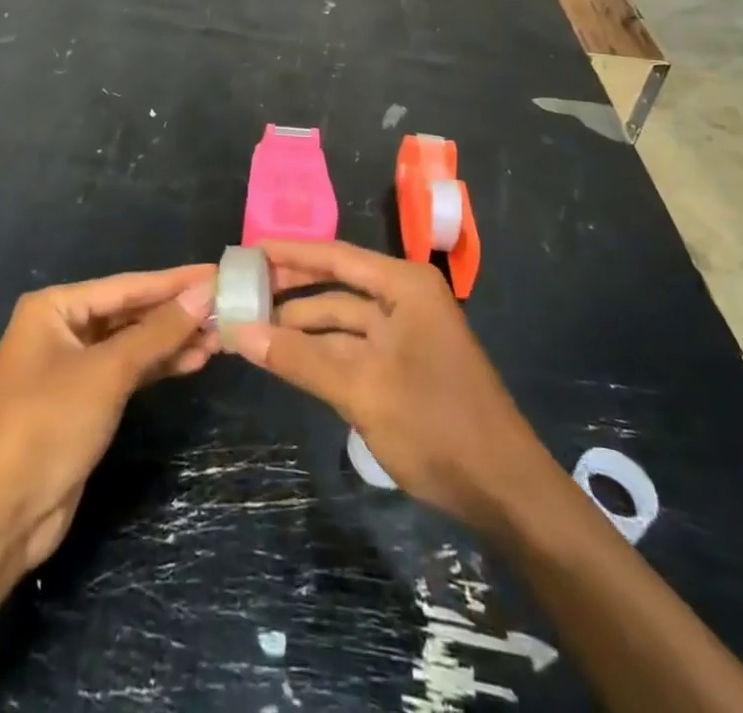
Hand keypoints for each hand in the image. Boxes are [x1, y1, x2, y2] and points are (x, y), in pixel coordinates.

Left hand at [0, 266, 216, 568]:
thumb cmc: (46, 427)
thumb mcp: (107, 373)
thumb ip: (158, 331)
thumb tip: (205, 292)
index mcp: (55, 307)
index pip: (128, 285)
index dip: (176, 281)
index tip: (219, 273)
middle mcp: (61, 328)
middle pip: (130, 312)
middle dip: (177, 313)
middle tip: (228, 308)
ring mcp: (71, 367)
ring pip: (132, 343)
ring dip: (173, 341)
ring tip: (220, 337)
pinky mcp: (83, 402)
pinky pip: (127, 371)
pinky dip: (158, 366)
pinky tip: (193, 361)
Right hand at [231, 240, 554, 530]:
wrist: (503, 490)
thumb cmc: (435, 423)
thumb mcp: (361, 388)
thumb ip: (299, 358)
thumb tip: (240, 332)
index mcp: (404, 286)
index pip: (335, 256)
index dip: (290, 253)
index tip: (248, 252)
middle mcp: (403, 300)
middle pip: (335, 287)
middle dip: (290, 292)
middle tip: (239, 293)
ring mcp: (404, 335)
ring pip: (340, 322)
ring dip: (300, 328)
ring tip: (250, 330)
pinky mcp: (402, 368)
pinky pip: (351, 350)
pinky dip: (319, 354)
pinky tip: (284, 358)